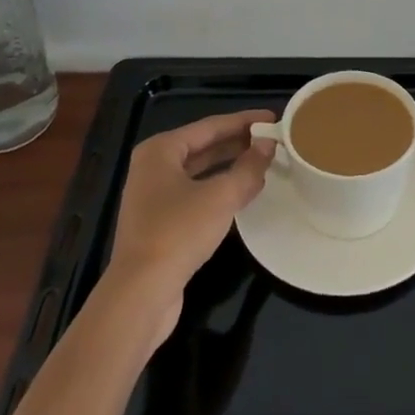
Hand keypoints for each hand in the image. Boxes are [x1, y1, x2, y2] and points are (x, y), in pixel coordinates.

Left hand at [103, 110, 274, 336]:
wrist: (140, 296)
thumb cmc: (179, 233)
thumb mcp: (221, 196)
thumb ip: (249, 167)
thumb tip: (269, 144)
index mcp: (161, 150)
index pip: (210, 126)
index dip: (244, 121)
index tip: (273, 118)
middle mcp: (153, 167)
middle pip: (203, 147)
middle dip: (238, 143)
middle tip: (272, 139)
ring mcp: (153, 197)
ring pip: (200, 172)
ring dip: (230, 167)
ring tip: (263, 163)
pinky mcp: (159, 224)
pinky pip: (195, 194)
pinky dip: (219, 189)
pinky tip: (243, 194)